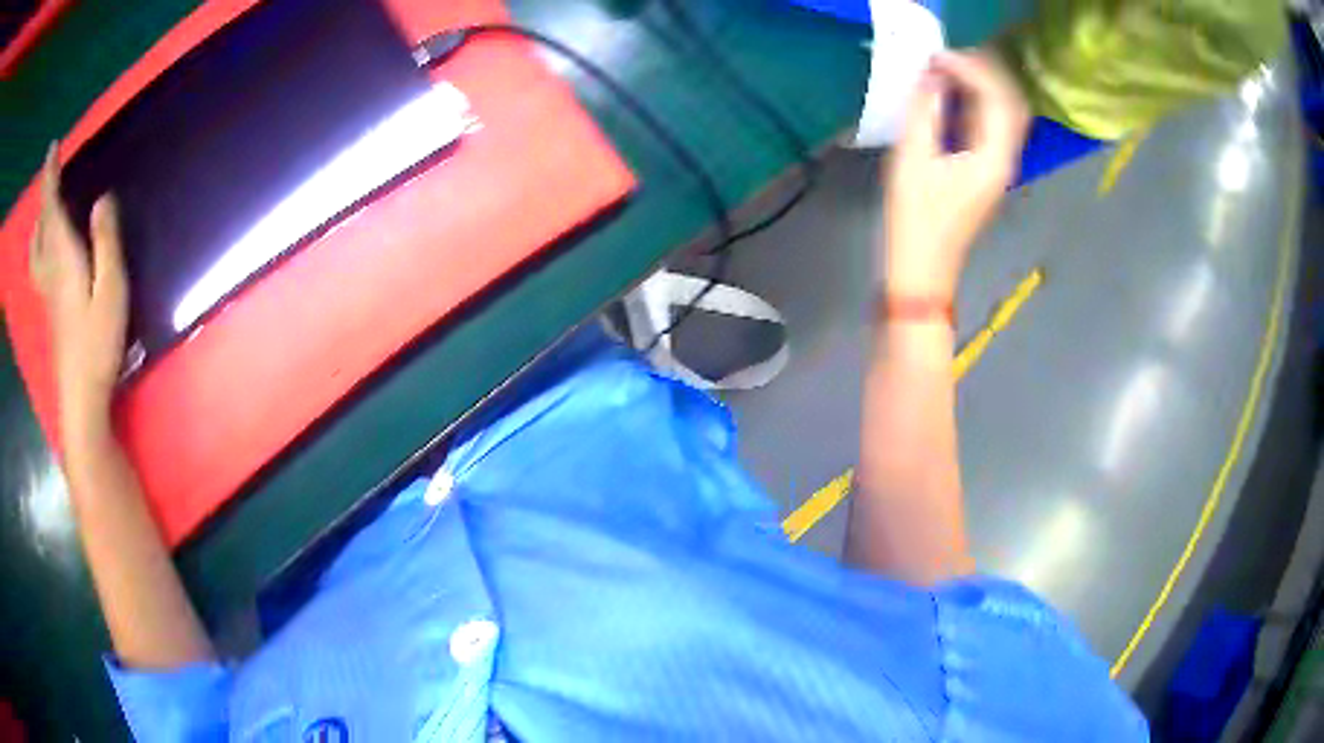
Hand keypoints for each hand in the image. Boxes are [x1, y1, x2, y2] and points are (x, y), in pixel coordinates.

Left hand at [29, 142, 128, 442]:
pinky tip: (46, 251)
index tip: (52, 148)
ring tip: (45, 211)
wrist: (82, 398)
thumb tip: (102, 197)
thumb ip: (106, 242)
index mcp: (63, 258)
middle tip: (51, 173)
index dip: (50, 177)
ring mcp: (48, 294)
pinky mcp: (51, 310)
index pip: (51, 208)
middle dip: (44, 197)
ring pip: (36, 250)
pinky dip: (40, 247)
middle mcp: (51, 271)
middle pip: (41, 228)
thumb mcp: (111, 289)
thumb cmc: (98, 343)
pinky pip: (39, 267)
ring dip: (39, 224)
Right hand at [883, 51, 1028, 300]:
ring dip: (982, 86)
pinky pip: (992, 126)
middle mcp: (1005, 158)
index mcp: (993, 157)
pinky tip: (951, 95)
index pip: (997, 97)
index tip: (936, 57)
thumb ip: (925, 112)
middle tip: (946, 58)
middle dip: (983, 72)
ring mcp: (999, 166)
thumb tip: (931, 78)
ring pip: (1005, 113)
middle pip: (1010, 102)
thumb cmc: (915, 219)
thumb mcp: (913, 160)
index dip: (970, 68)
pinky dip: (976, 103)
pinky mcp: (987, 171)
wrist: (924, 268)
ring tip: (947, 70)